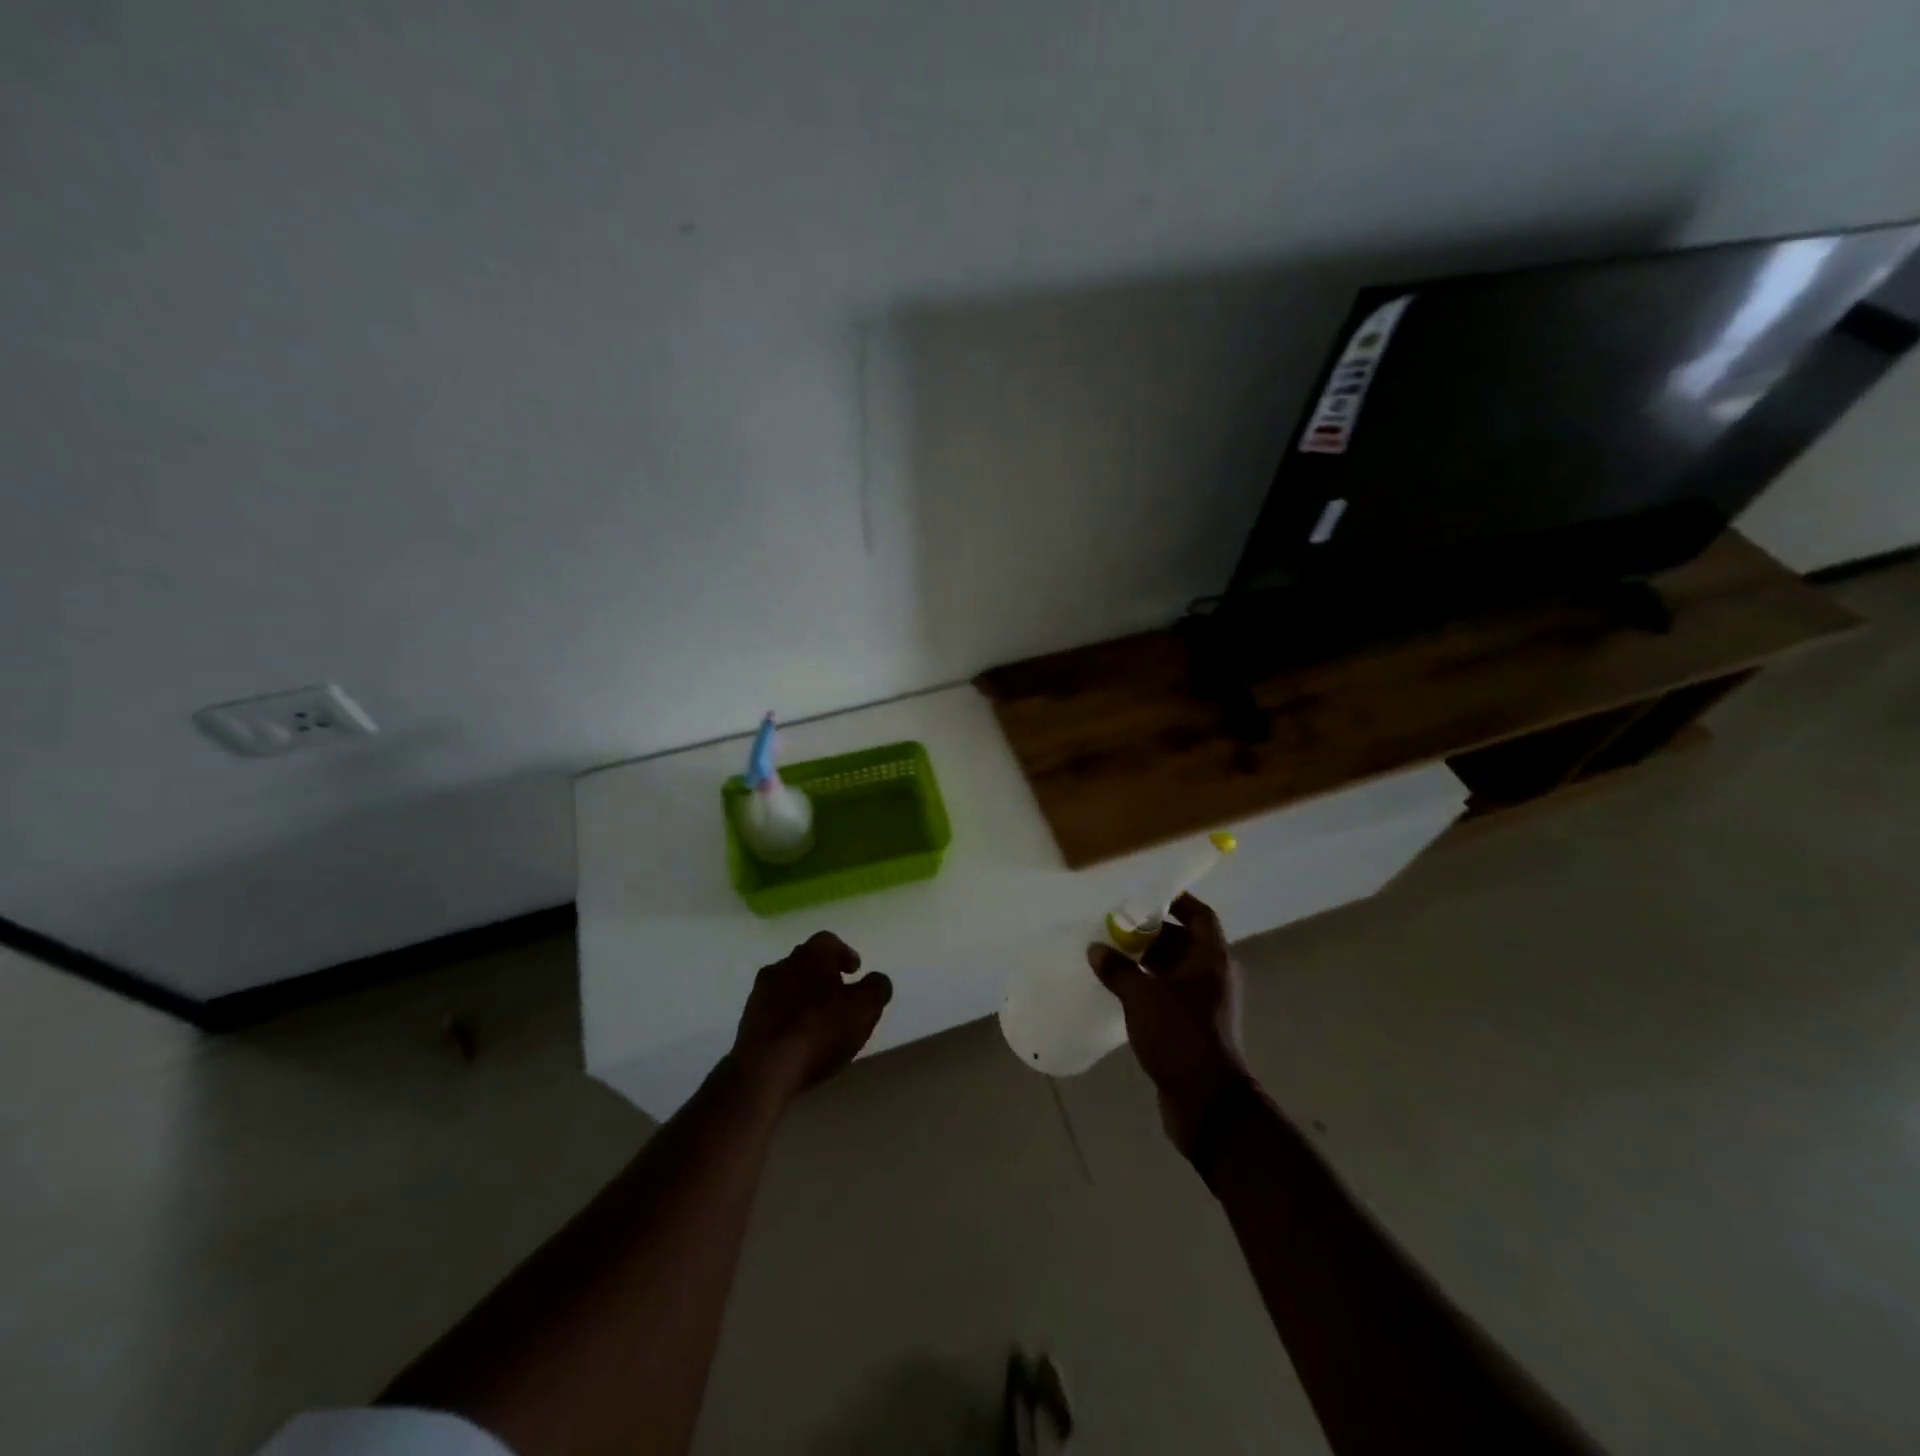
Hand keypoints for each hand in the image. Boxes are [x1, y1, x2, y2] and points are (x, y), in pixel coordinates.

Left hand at [731, 931, 892, 1109]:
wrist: (764, 1071)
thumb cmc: (819, 1031)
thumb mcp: (864, 1009)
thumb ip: (876, 989)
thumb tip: (876, 981)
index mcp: (811, 955)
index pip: (829, 942)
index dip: (845, 954)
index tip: (855, 971)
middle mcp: (782, 965)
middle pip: (807, 962)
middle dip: (824, 975)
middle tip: (840, 996)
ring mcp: (760, 993)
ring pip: (788, 986)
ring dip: (804, 997)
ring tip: (820, 1021)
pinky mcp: (747, 1022)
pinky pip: (774, 1011)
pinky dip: (788, 1017)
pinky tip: (799, 1038)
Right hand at [1088, 892, 1250, 1153]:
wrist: (1207, 1103)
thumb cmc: (1181, 1036)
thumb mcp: (1143, 997)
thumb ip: (1118, 970)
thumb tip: (1096, 949)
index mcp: (1211, 960)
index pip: (1200, 916)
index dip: (1178, 901)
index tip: (1147, 895)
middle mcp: (1212, 977)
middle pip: (1183, 942)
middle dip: (1151, 932)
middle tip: (1116, 925)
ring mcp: (1203, 1004)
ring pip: (1173, 969)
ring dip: (1146, 961)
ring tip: (1110, 954)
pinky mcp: (1191, 1027)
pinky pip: (1167, 994)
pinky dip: (1147, 986)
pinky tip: (1118, 989)